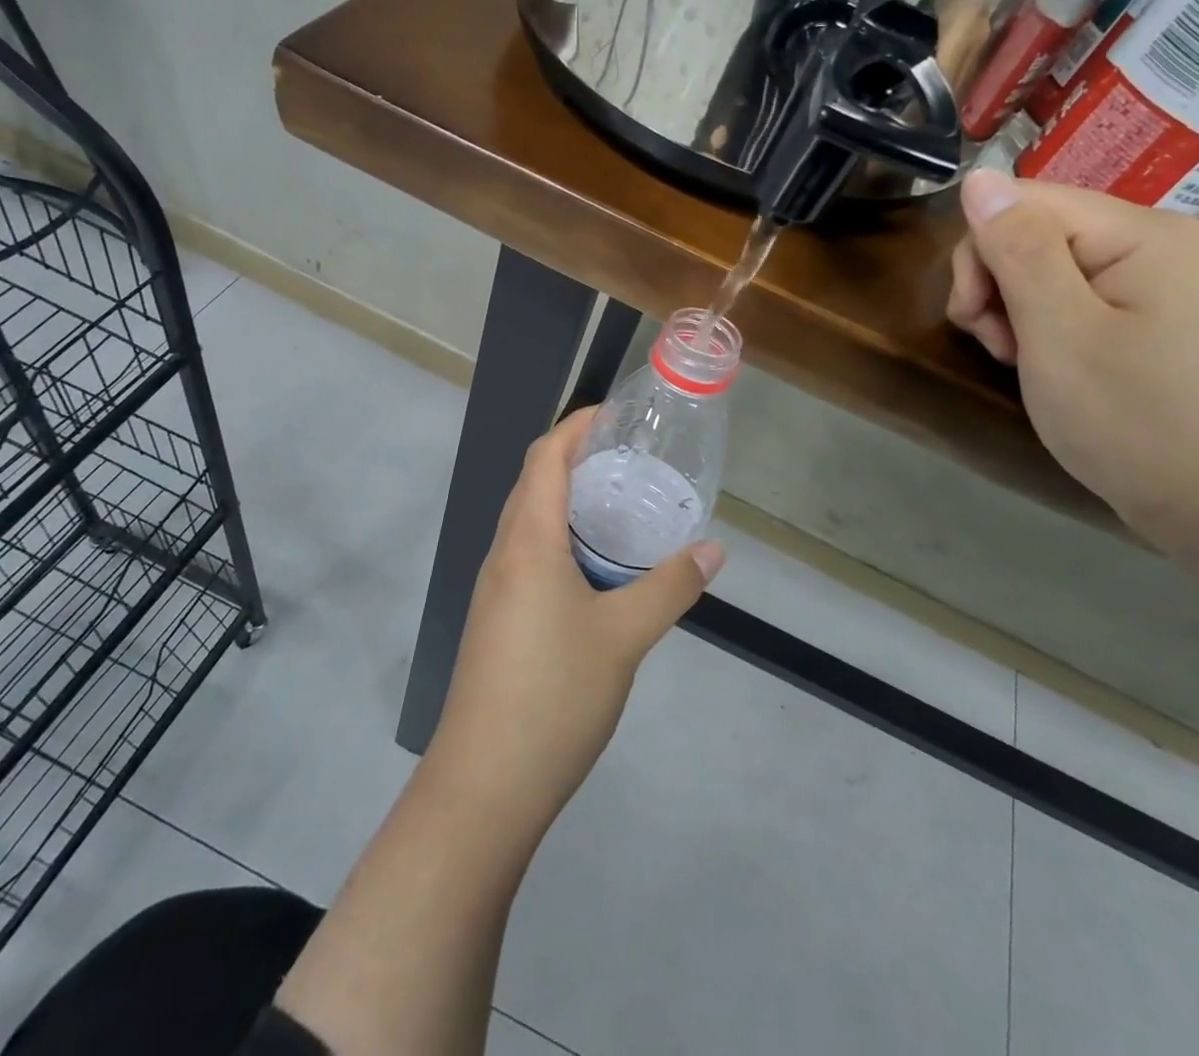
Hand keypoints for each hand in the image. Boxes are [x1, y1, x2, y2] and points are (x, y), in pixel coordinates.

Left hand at [426, 409, 725, 829]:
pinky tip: (597, 567)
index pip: (545, 456)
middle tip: (633, 457)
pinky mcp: (497, 619)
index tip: (619, 414)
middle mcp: (504, 554)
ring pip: (530, 521)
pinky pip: (529, 554)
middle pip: (534, 482)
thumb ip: (671, 587)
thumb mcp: (625, 637)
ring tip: (622, 504)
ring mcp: (496, 589)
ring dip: (569, 500)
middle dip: (577, 456)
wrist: (484, 786)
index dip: (577, 425)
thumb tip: (714, 550)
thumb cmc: (554, 696)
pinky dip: (562, 538)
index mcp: (528, 541)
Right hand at [946, 171, 1198, 548]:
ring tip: (1021, 359)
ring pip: (1043, 262)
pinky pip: (1070, 291)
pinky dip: (1041, 323)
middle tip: (1000, 345)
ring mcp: (1155, 275)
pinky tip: (1045, 360)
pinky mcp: (1148, 309)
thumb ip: (1017, 251)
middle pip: (1033, 229)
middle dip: (996, 284)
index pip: (1023, 202)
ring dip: (1012, 308)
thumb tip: (978, 177)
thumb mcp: (1059, 334)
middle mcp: (1154, 238)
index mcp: (1142, 232)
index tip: (980, 320)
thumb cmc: (1132, 421)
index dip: (982, 253)